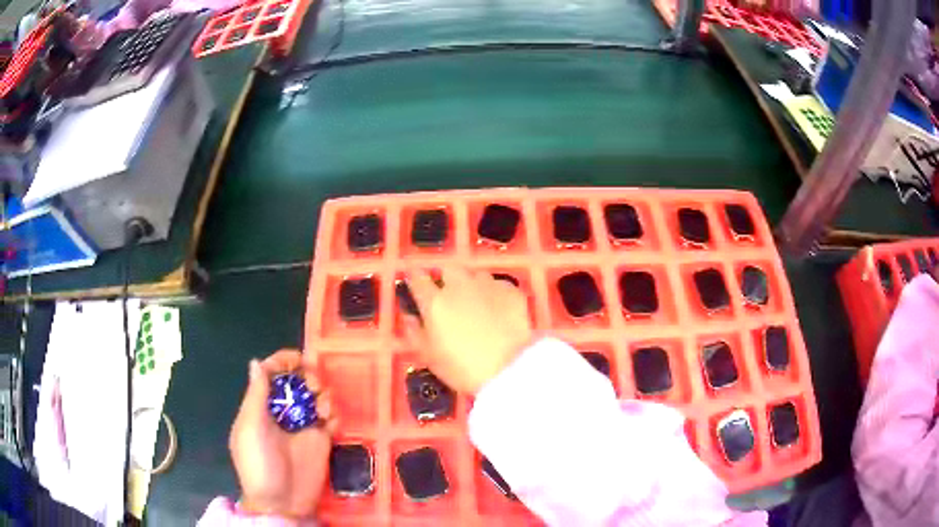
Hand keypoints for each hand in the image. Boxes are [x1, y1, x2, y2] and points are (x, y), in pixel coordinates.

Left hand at [229, 350, 334, 518]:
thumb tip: (257, 362)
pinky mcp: (322, 441)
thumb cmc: (259, 464)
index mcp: (261, 406)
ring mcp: (303, 427)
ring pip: (316, 398)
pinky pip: (331, 419)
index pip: (271, 374)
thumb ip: (256, 395)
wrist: (281, 503)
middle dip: (307, 376)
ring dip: (323, 395)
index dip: (283, 362)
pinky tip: (331, 423)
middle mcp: (283, 412)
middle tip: (314, 385)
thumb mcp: (251, 428)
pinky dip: (334, 415)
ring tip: (323, 410)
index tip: (299, 360)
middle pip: (297, 382)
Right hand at [404, 267, 533, 393]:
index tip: (415, 279)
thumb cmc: (462, 368)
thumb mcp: (429, 356)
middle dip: (447, 278)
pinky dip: (496, 294)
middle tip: (451, 296)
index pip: (418, 278)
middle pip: (448, 270)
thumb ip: (415, 332)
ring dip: (473, 285)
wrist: (508, 369)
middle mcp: (459, 286)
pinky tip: (499, 310)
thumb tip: (408, 316)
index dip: (415, 277)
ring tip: (478, 303)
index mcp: (434, 302)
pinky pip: (499, 285)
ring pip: (476, 275)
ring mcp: (487, 285)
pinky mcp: (511, 291)